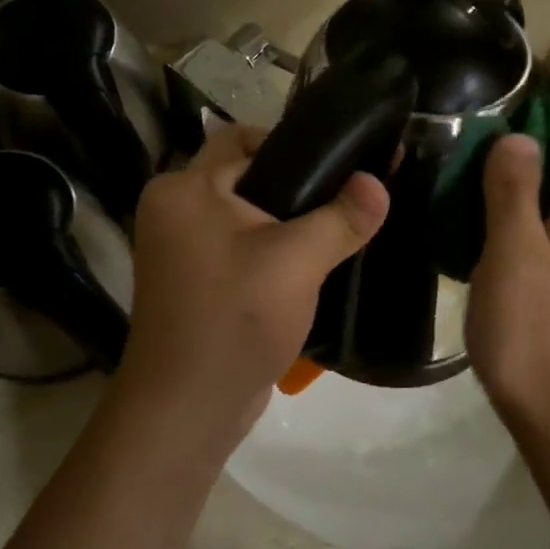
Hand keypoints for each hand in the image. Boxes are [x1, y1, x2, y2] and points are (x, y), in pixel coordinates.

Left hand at [118, 123, 388, 442]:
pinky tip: (310, 261)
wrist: (188, 409)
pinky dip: (269, 247)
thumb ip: (342, 217)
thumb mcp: (298, 261)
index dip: (293, 144)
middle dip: (294, 185)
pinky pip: (237, 244)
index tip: (340, 161)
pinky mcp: (192, 279)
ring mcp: (178, 246)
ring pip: (244, 213)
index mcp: (183, 188)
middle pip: (245, 175)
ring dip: (284, 220)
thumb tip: (377, 182)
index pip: (243, 139)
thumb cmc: (235, 319)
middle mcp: (172, 208)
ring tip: (335, 227)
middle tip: (344, 196)